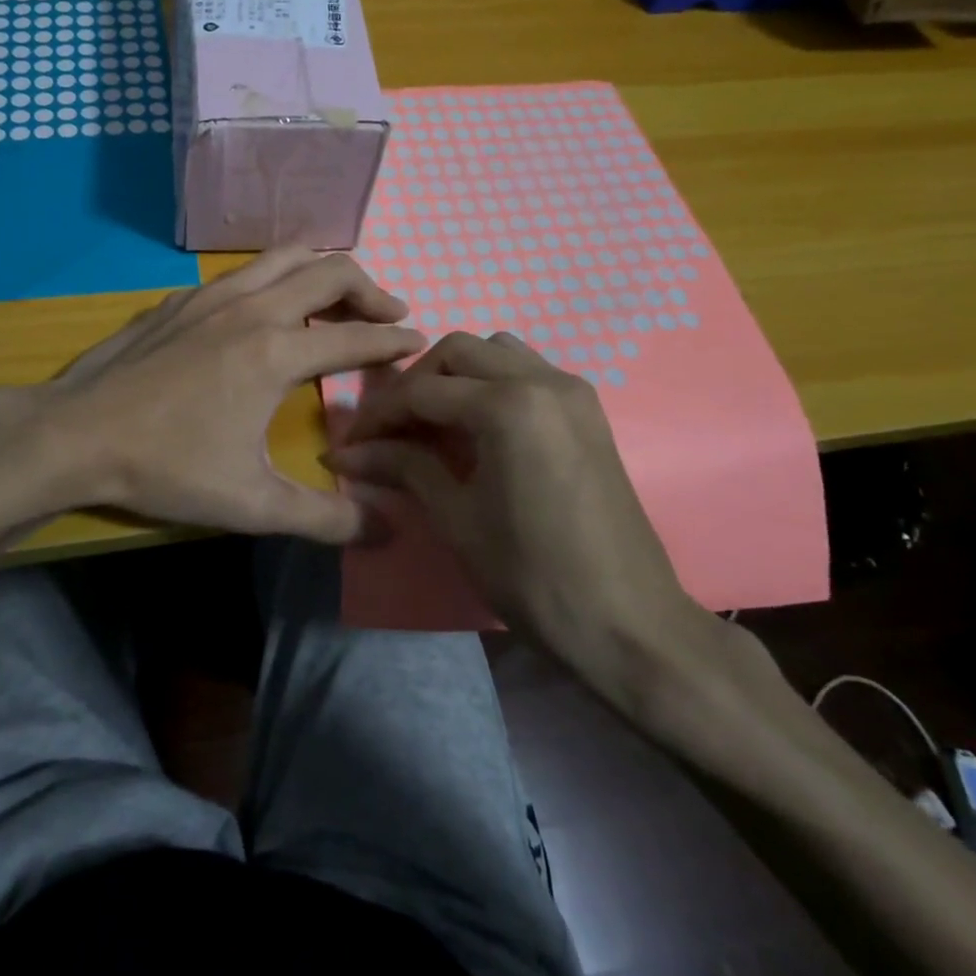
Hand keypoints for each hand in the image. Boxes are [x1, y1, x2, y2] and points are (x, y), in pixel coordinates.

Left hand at [36, 248, 426, 542]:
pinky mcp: (180, 299)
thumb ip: (323, 518)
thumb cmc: (165, 467)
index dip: (394, 340)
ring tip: (340, 299)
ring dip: (323, 272)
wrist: (75, 434)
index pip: (355, 336)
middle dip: (370, 289)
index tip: (418, 342)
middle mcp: (251, 308)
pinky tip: (268, 308)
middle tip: (390, 314)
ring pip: (284, 257)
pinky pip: (245, 271)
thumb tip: (385, 530)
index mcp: (274, 352)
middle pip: (329, 271)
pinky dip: (276, 277)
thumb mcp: (250, 504)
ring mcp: (211, 296)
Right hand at [328, 332, 719, 712]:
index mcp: (508, 405)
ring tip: (434, 422)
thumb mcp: (457, 519)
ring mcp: (572, 391)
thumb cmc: (533, 575)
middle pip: (458, 351)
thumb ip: (404, 467)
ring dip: (457, 375)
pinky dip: (492, 383)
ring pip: (497, 352)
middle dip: (416, 383)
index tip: (351, 442)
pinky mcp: (588, 410)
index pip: (423, 391)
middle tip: (391, 429)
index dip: (379, 415)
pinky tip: (478, 427)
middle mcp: (542, 379)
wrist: (628, 624)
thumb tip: (346, 453)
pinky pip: (528, 371)